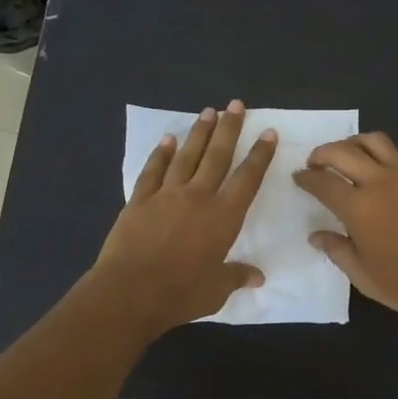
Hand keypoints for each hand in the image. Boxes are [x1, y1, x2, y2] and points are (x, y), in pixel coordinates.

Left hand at [91, 101, 277, 334]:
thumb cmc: (180, 293)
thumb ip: (237, 277)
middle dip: (230, 128)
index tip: (268, 133)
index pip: (248, 178)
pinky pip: (153, 170)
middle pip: (218, 155)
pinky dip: (161, 153)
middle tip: (236, 105)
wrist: (129, 292)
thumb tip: (258, 277)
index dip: (260, 155)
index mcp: (223, 217)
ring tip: (208, 112)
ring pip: (187, 156)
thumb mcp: (217, 290)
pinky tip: (168, 139)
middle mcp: (198, 197)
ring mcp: (166, 195)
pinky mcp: (139, 200)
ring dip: (199, 132)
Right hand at [294, 133, 397, 333]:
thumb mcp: (361, 274)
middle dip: (323, 153)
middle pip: (344, 151)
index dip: (306, 178)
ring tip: (350, 154)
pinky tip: (392, 167)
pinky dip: (395, 154)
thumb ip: (336, 249)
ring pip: (377, 141)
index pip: (322, 182)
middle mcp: (380, 182)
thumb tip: (316, 235)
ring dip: (356, 143)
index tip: (299, 177)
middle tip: (316, 162)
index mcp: (357, 207)